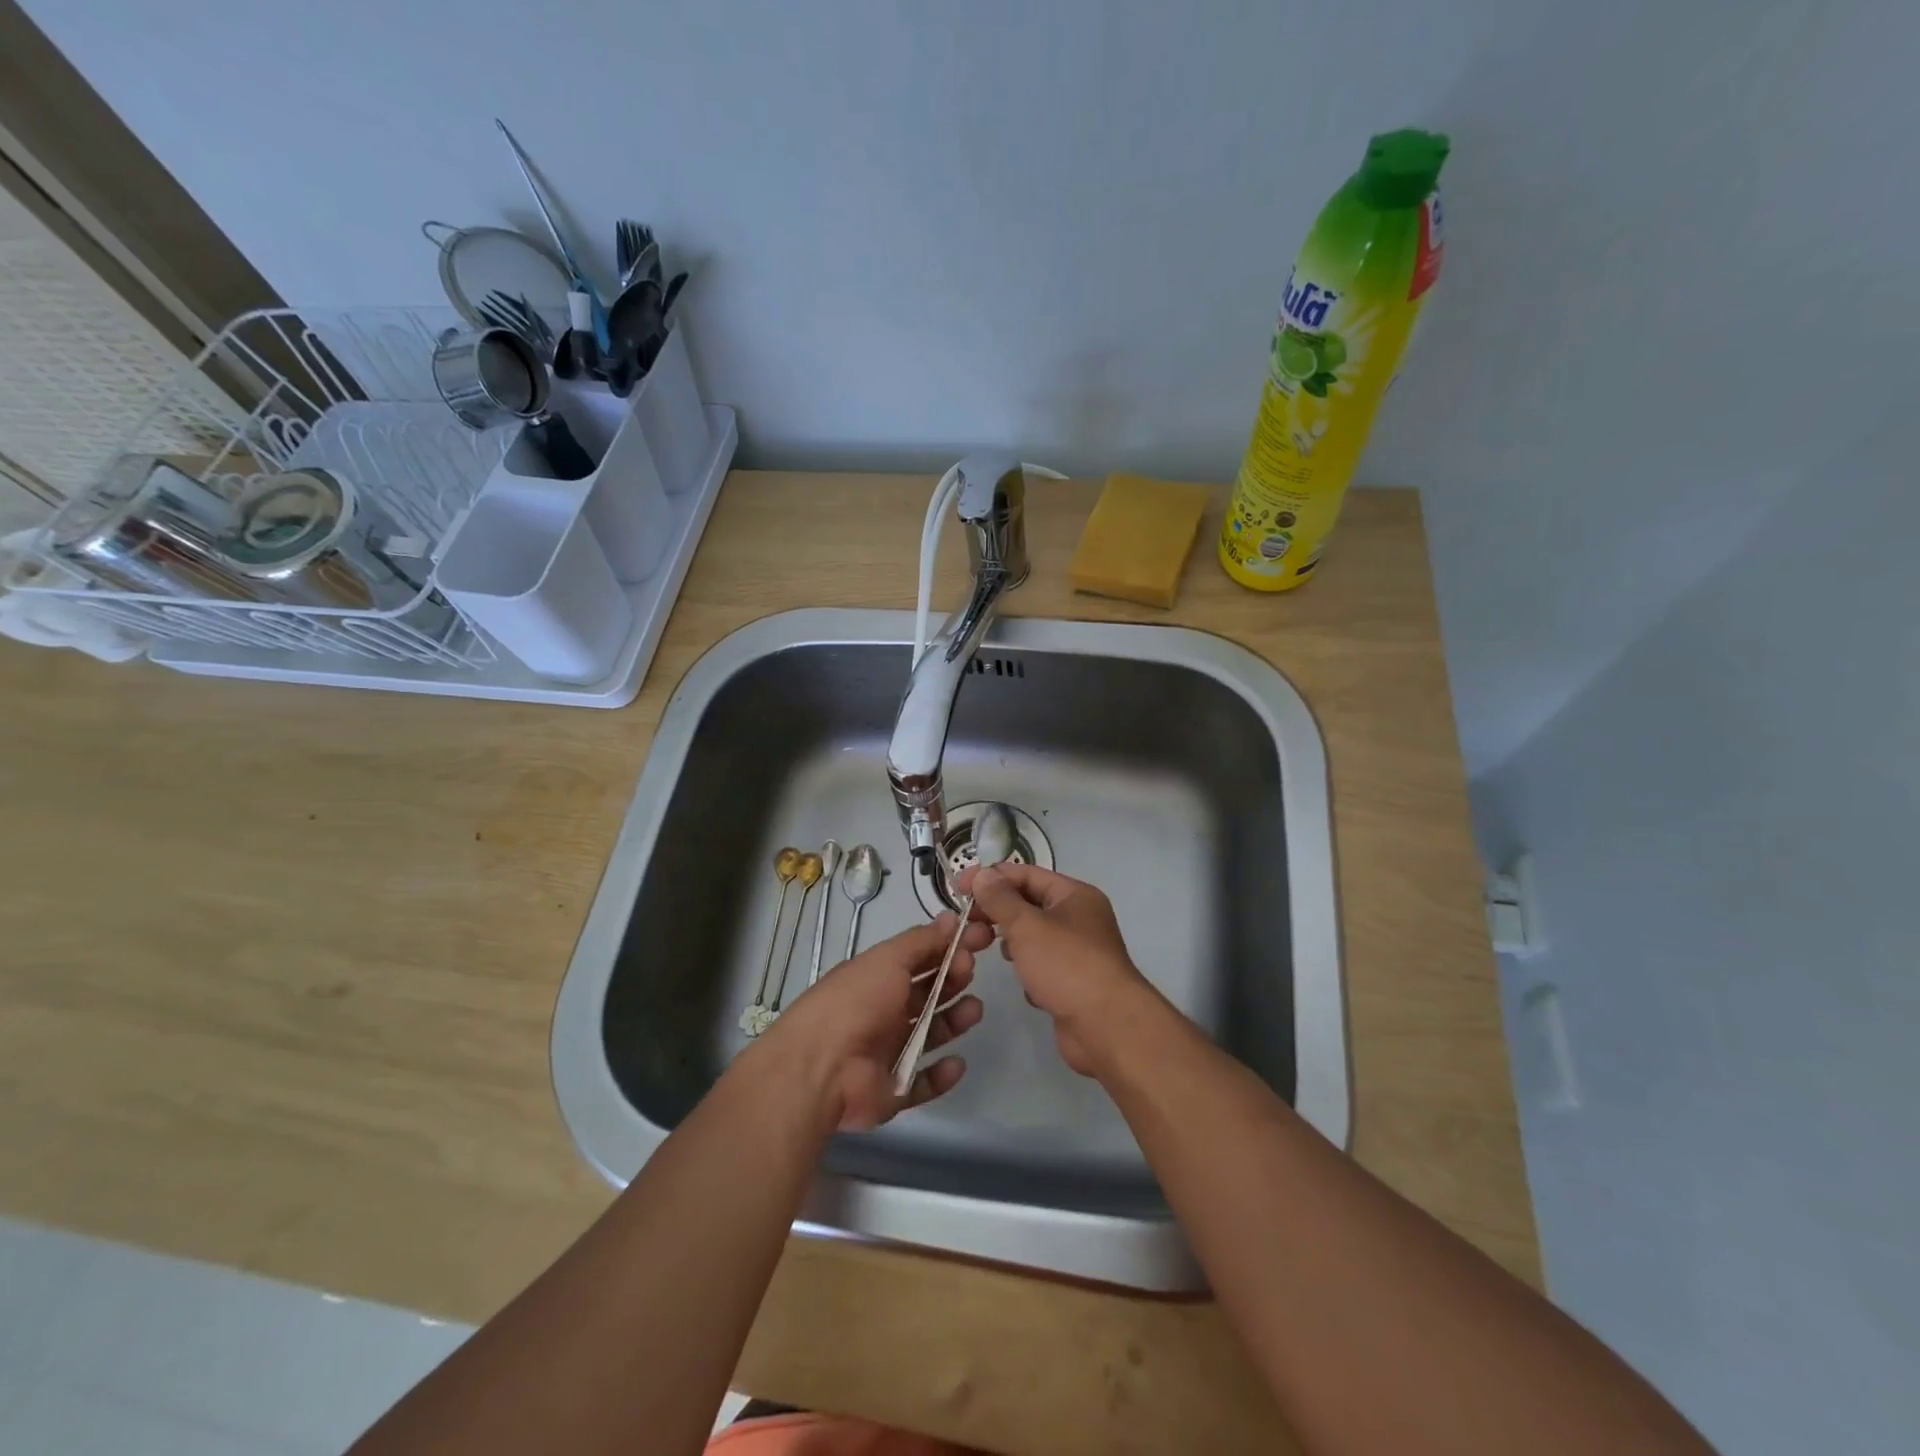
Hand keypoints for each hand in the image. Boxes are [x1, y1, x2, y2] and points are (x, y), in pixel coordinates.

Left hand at [752, 913, 991, 1130]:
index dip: (948, 949)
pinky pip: (923, 1082)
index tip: (979, 940)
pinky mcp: (892, 1090)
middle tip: (969, 972)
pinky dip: (941, 1074)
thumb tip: (951, 917)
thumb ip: (922, 940)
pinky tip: (957, 1062)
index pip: (919, 959)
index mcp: (877, 979)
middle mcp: (882, 1012)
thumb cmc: (856, 1002)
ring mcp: (887, 1052)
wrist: (822, 1067)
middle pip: (926, 995)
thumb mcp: (888, 959)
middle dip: (952, 981)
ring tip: (973, 1011)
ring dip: (954, 1022)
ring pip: (929, 1035)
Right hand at [956, 863, 1155, 1076]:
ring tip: (987, 947)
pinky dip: (1029, 971)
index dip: (992, 877)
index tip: (958, 887)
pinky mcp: (1073, 983)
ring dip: (1011, 942)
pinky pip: (1042, 966)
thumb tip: (981, 875)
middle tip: (967, 921)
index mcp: (1075, 895)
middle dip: (999, 911)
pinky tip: (1023, 983)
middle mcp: (1080, 919)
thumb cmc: (1066, 965)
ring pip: (1034, 937)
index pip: (1027, 874)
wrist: (1107, 1027)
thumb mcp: (1027, 925)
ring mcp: (1078, 952)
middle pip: (1030, 904)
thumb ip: (1000, 899)